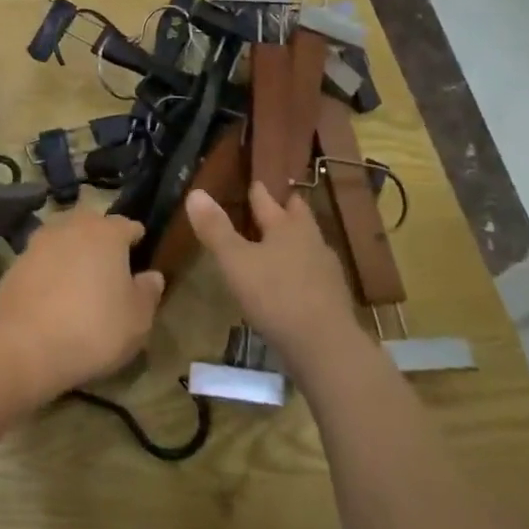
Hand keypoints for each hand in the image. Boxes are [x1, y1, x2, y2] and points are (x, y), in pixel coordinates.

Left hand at [0, 204, 164, 402]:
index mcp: (107, 233)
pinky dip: (47, 270)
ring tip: (78, 277)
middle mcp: (71, 227)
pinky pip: (39, 260)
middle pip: (90, 223)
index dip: (135, 238)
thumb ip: (148, 293)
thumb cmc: (94, 328)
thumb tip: (152, 276)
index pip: (127, 225)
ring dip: (71, 250)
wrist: (26, 345)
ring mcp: (38, 242)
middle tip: (108, 263)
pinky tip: (51, 294)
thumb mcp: (137, 320)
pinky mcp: (14, 263)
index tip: (140, 253)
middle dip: (100, 237)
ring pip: (61, 237)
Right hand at [186, 183, 356, 372]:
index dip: (259, 191)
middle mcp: (311, 241)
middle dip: (287, 208)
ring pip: (309, 244)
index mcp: (287, 227)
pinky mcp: (334, 298)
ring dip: (296, 240)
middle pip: (298, 217)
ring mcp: (327, 270)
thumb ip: (215, 229)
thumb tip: (195, 193)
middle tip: (279, 201)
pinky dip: (302, 269)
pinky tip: (294, 281)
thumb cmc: (275, 295)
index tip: (255, 181)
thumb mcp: (235, 262)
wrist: (325, 347)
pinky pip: (314, 272)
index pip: (269, 201)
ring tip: (282, 242)